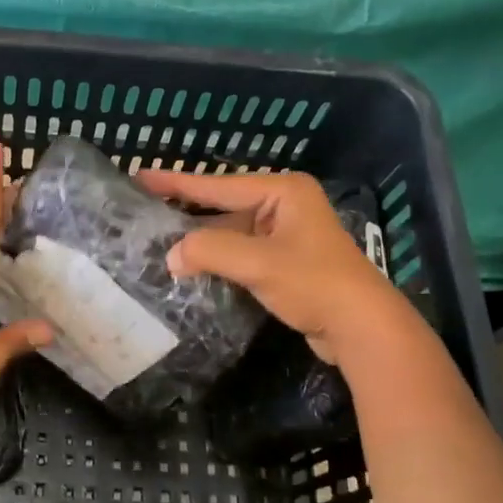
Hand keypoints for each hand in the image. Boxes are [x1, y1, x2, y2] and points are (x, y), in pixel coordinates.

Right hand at [135, 168, 402, 365]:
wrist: (362, 327)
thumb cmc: (314, 283)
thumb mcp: (258, 262)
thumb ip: (210, 251)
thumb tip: (171, 255)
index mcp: (282, 192)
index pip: (218, 185)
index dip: (176, 182)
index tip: (140, 175)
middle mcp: (284, 205)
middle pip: (223, 206)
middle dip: (185, 211)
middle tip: (143, 208)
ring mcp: (285, 234)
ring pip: (231, 231)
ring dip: (200, 240)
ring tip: (157, 239)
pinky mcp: (284, 261)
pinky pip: (241, 252)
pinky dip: (217, 258)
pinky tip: (190, 265)